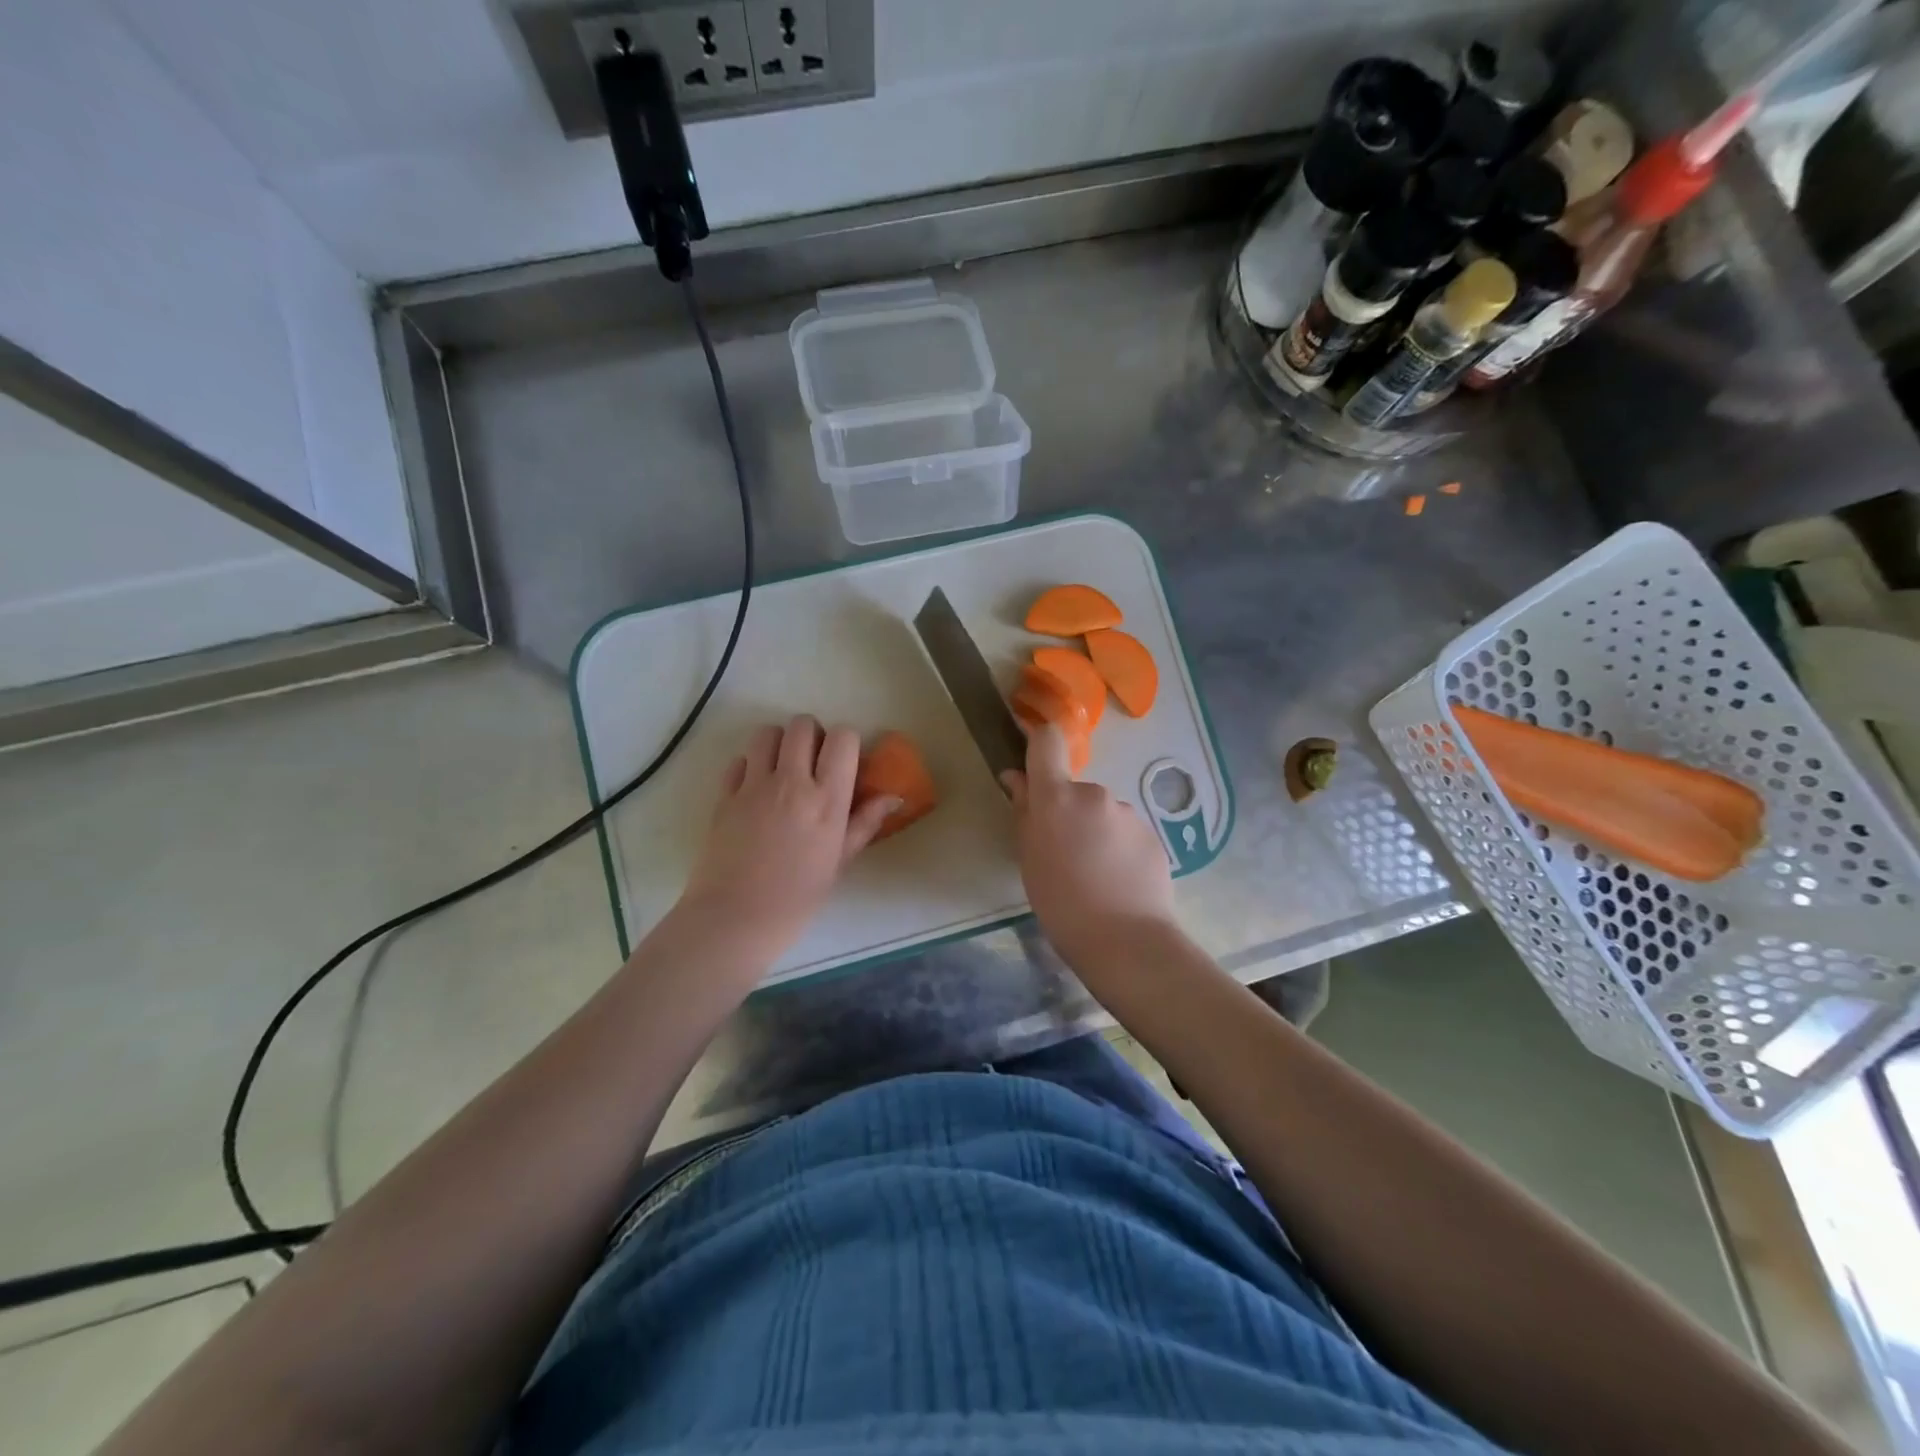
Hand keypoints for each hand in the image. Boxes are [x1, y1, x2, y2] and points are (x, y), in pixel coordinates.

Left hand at [678, 716, 897, 956]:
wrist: (736, 919)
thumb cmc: (797, 898)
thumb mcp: (839, 861)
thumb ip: (865, 823)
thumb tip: (894, 797)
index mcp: (827, 800)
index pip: (843, 738)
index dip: (846, 743)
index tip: (843, 763)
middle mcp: (791, 782)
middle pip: (803, 725)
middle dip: (812, 736)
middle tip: (812, 763)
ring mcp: (753, 786)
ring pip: (767, 733)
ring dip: (778, 743)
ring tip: (782, 768)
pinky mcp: (724, 795)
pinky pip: (739, 760)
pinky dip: (750, 766)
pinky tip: (755, 789)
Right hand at [1000, 724, 1175, 970]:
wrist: (1126, 941)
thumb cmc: (1061, 903)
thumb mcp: (1029, 859)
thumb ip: (1023, 813)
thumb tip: (1016, 778)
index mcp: (1058, 798)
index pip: (1047, 743)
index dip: (1039, 741)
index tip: (1032, 755)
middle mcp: (1096, 794)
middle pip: (1075, 791)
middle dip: (1068, 813)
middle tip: (1064, 854)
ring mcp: (1128, 813)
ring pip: (1102, 814)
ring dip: (1095, 832)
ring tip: (1094, 875)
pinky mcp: (1152, 834)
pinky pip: (1125, 832)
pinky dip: (1118, 848)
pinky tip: (1117, 882)